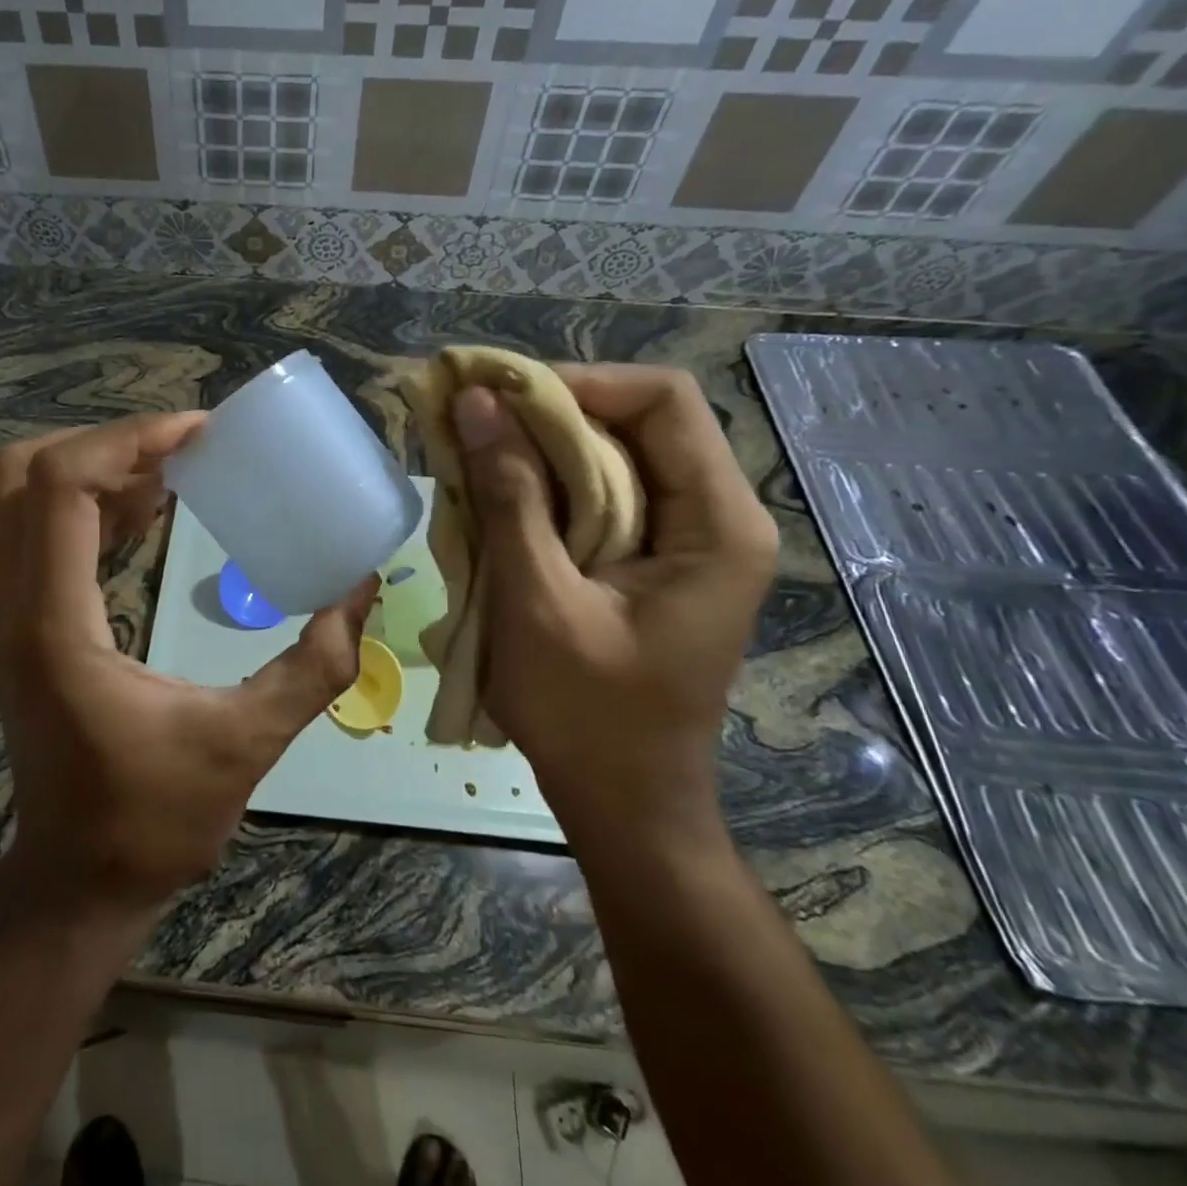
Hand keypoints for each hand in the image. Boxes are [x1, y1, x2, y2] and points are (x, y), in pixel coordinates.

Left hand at [0, 414, 374, 914]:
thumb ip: (315, 665)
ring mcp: (9, 614)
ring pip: (22, 495)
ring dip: (97, 467)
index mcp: (56, 626)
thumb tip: (363, 587)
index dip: (129, 440)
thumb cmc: (153, 821)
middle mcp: (16, 606)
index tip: (201, 434)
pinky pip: (40, 530)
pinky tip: (151, 511)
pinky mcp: (23, 622)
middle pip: (23, 472)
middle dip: (105, 442)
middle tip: (183, 449)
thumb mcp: (246, 743)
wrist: (77, 882)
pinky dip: (91, 501)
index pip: (61, 487)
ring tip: (176, 468)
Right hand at [451, 365, 777, 852]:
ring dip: (537, 450)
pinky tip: (493, 498)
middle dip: (546, 413)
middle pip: (634, 422)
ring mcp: (683, 540)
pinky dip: (542, 487)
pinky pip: (598, 497)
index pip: (663, 400)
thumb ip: (510, 496)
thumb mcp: (539, 600)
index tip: (500, 397)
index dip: (578, 383)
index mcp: (717, 524)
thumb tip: (476, 404)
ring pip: (610, 457)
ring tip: (469, 453)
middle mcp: (713, 517)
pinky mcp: (649, 561)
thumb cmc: (587, 714)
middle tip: (468, 418)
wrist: (623, 802)